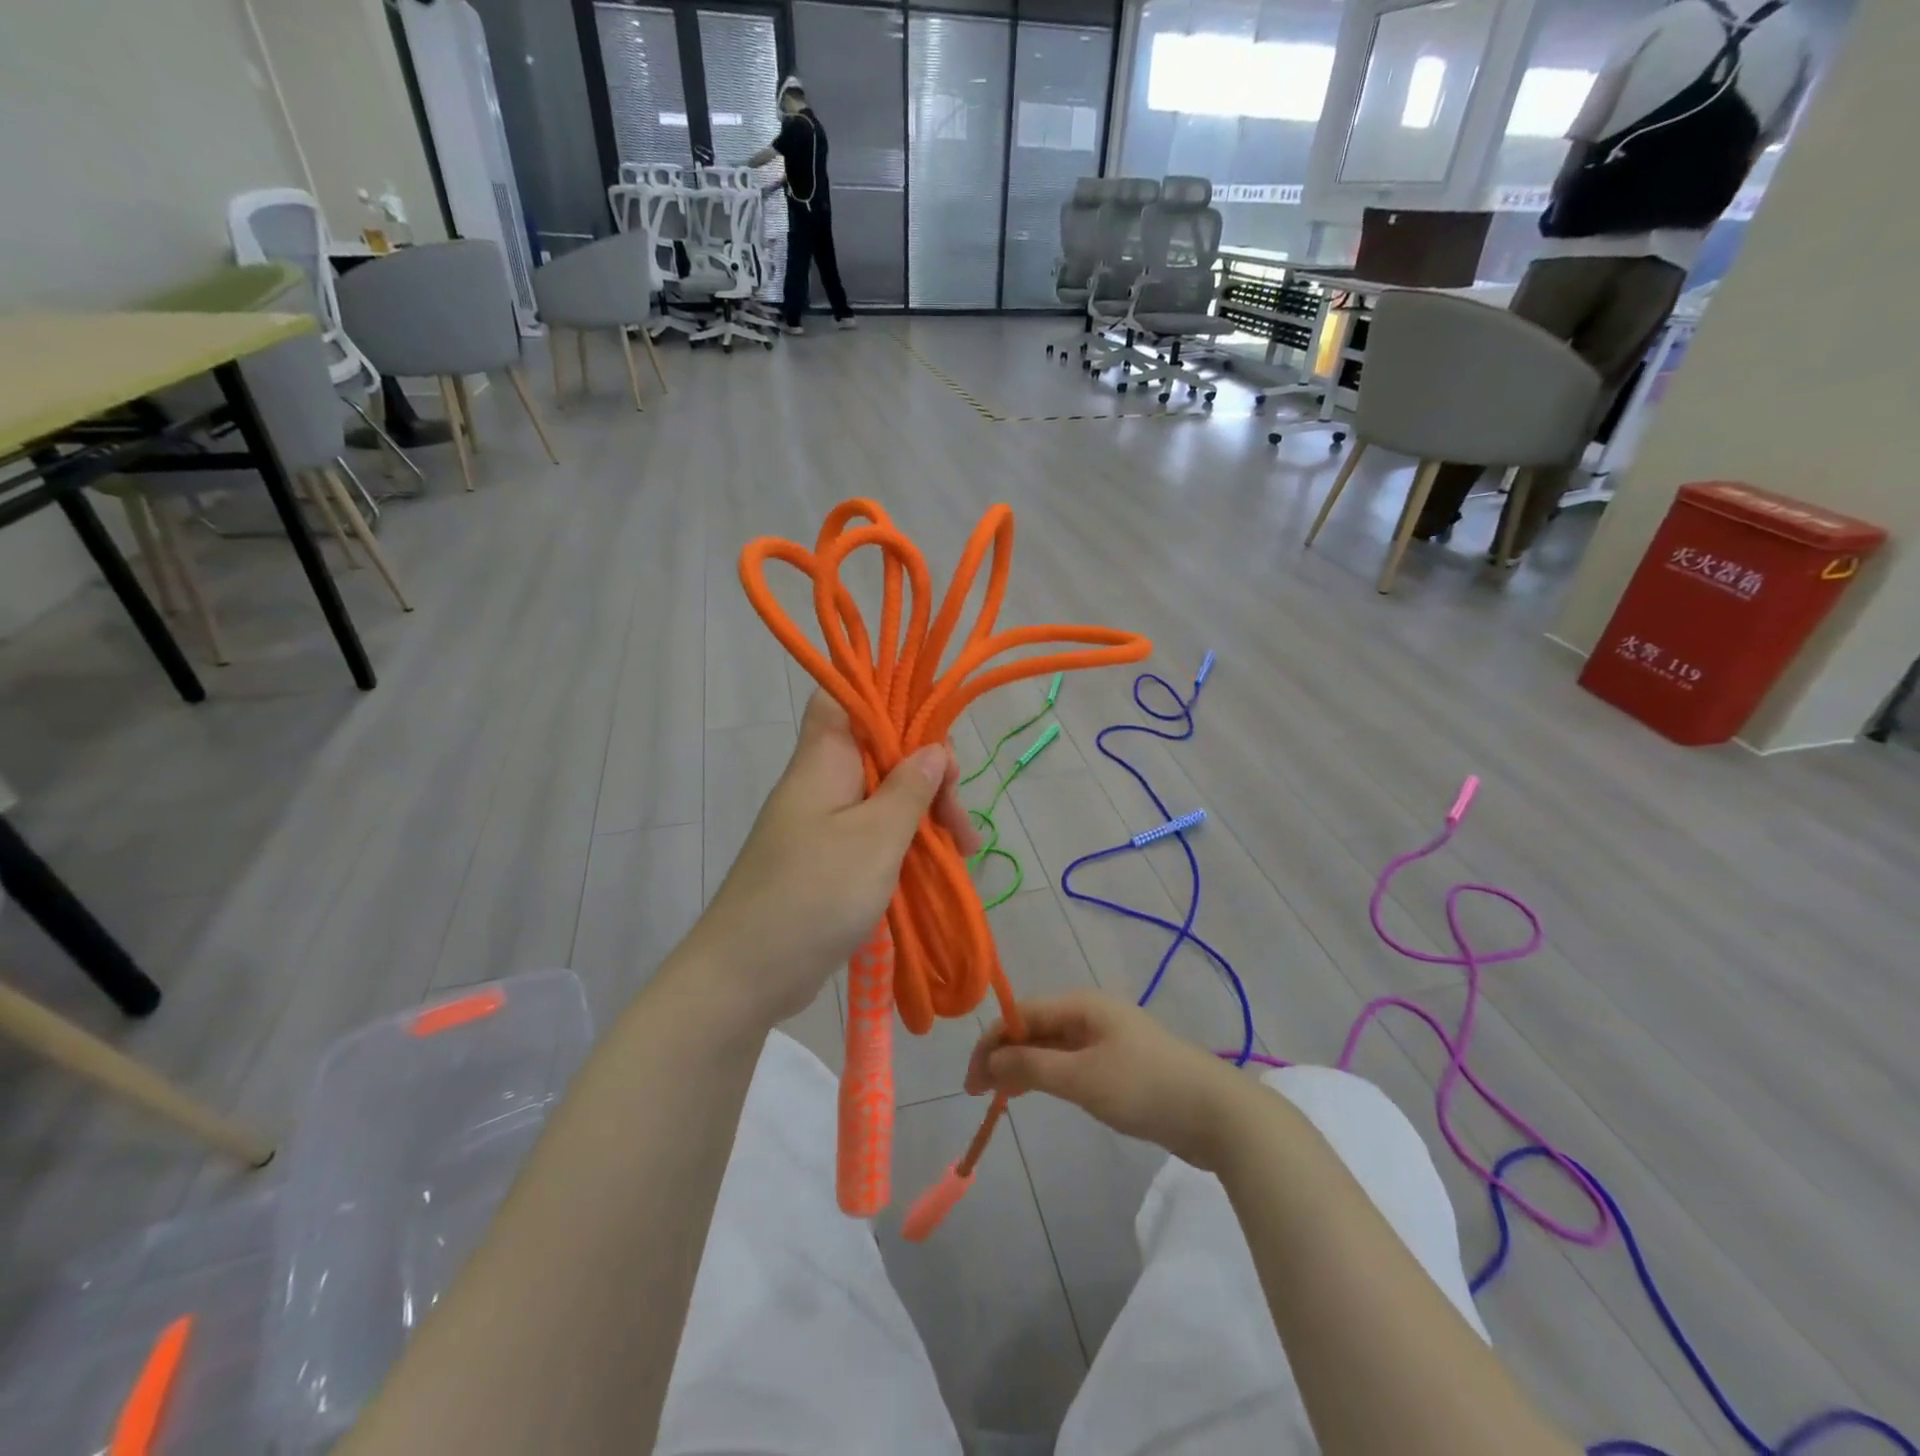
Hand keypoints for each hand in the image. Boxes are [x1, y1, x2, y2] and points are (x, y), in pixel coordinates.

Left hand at [680, 691, 977, 1027]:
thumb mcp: (875, 839)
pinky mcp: (826, 858)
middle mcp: (821, 781)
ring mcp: (823, 822)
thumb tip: (933, 748)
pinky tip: (935, 865)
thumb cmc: (813, 895)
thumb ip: (909, 789)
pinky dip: (905, 843)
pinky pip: (873, 833)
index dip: (892, 699)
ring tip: (961, 852)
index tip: (937, 737)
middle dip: (928, 776)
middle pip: (880, 751)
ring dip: (923, 815)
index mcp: (824, 759)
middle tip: (959, 823)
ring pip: (883, 796)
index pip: (848, 696)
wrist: (746, 974)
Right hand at [965, 992, 1256, 1169]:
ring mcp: (1108, 1039)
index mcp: (1082, 1005)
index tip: (971, 1082)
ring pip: (1052, 1047)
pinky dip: (1048, 1076)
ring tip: (1000, 1097)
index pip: (1021, 1014)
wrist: (1217, 1114)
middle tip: (980, 1094)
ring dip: (1024, 1067)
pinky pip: (1072, 1063)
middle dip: (1004, 1055)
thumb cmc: (1144, 1087)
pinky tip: (1038, 1092)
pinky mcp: (1120, 1065)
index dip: (991, 1043)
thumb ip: (1031, 1066)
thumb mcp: (1081, 1078)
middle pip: (1035, 1028)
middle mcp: (1091, 1014)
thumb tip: (990, 1058)